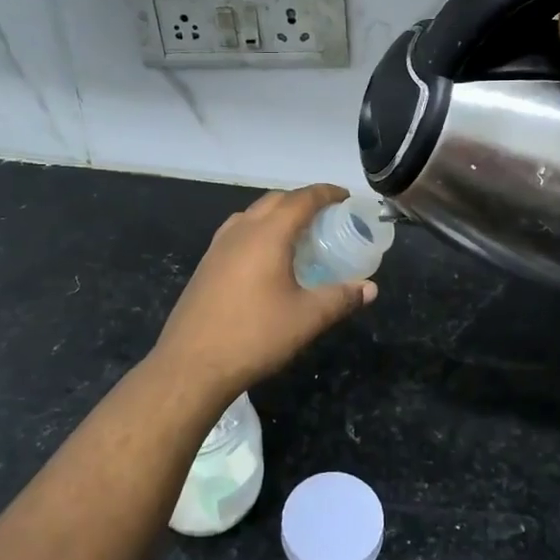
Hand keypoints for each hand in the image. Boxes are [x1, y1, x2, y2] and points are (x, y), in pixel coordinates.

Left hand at [150, 185, 376, 404]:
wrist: (190, 365)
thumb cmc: (254, 336)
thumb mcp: (307, 319)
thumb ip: (341, 298)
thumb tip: (369, 288)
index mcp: (267, 234)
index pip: (301, 199)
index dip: (326, 193)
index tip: (345, 197)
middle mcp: (241, 230)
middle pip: (275, 200)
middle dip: (302, 200)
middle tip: (327, 216)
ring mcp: (218, 246)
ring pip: (253, 214)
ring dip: (278, 214)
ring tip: (298, 235)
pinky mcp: (206, 264)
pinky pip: (238, 232)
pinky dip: (259, 230)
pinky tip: (267, 259)